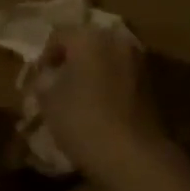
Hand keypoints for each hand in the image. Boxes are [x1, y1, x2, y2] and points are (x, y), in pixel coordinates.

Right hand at [34, 28, 170, 184]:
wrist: (133, 155)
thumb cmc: (82, 120)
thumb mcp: (48, 99)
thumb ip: (44, 80)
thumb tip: (48, 76)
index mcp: (89, 37)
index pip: (58, 35)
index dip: (45, 57)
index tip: (38, 80)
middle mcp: (116, 40)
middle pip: (85, 44)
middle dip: (70, 61)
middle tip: (58, 86)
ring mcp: (138, 61)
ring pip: (105, 59)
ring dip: (91, 72)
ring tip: (79, 97)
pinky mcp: (151, 83)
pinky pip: (121, 75)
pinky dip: (108, 84)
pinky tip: (99, 106)